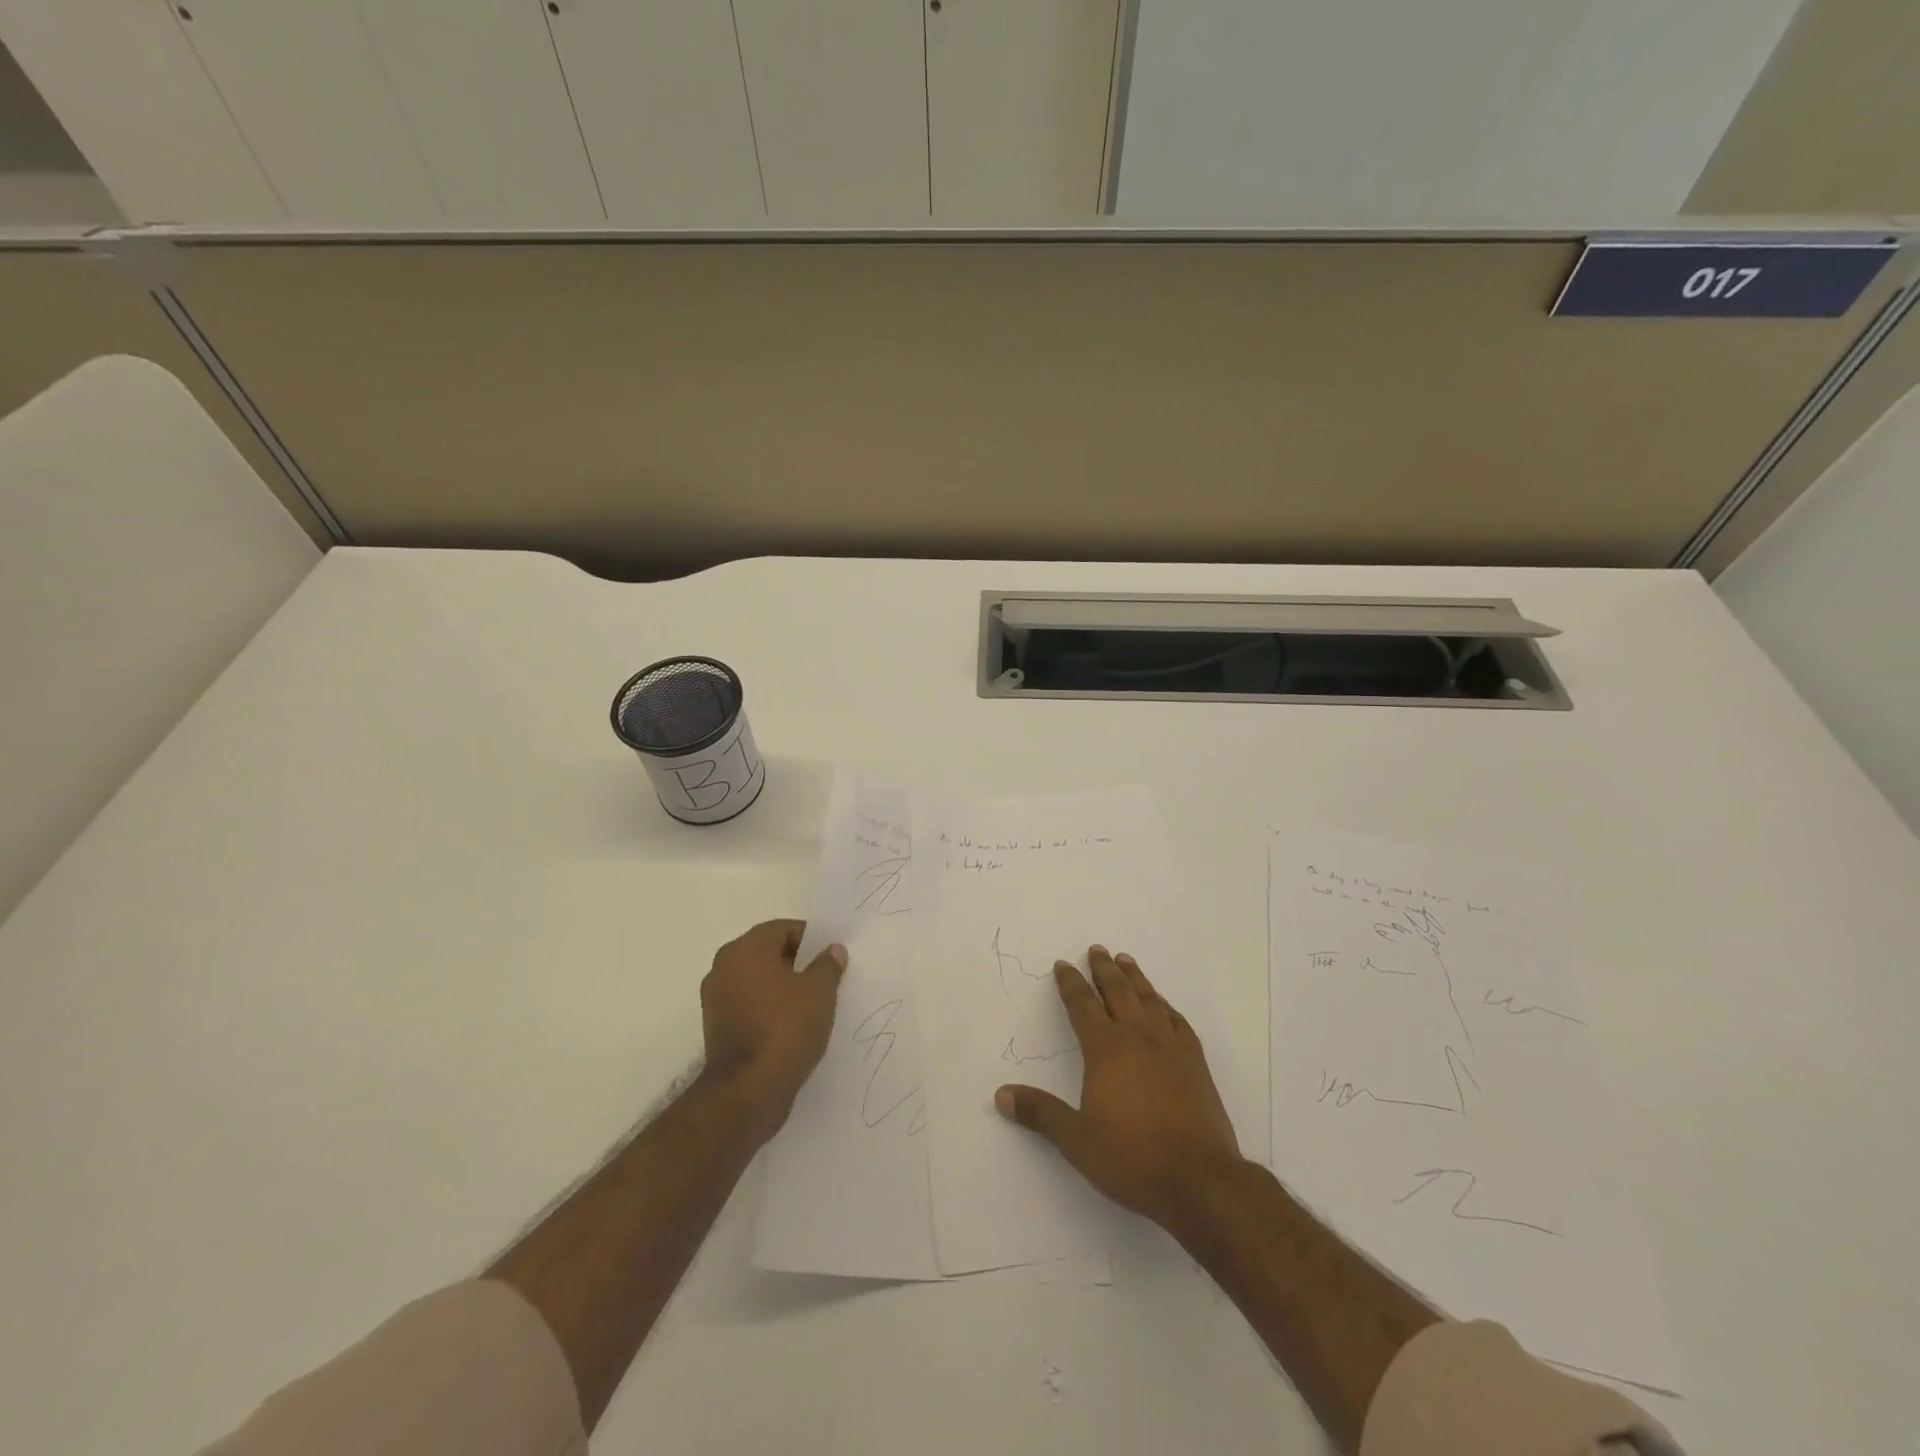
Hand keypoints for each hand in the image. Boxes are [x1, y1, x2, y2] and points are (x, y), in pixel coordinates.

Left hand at [699, 919, 846, 1141]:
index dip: (811, 940)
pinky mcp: (716, 1028)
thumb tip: (833, 949)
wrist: (748, 1091)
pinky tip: (792, 1025)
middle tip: (826, 978)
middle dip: (797, 963)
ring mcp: (716, 999)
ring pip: (758, 981)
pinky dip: (768, 1009)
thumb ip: (828, 965)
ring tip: (812, 1004)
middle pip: (768, 953)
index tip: (831, 957)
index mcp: (745, 949)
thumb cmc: (786, 1028)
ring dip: (782, 988)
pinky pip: (749, 1006)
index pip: (783, 929)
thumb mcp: (820, 991)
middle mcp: (724, 967)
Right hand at [996, 945, 1240, 1229]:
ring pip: (1149, 1000)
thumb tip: (1001, 1095)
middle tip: (1097, 949)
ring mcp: (1171, 1048)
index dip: (1070, 983)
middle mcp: (1138, 1038)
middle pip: (1118, 992)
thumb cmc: (1132, 1159)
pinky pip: (1178, 1022)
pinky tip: (1164, 1006)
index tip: (1063, 965)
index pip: (1083, 1006)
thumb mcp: (1077, 1140)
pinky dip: (1166, 1006)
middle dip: (1104, 969)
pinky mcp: (1196, 1063)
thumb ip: (1040, 1113)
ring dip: (1135, 978)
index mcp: (1106, 1050)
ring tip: (1126, 960)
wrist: (1200, 1179)